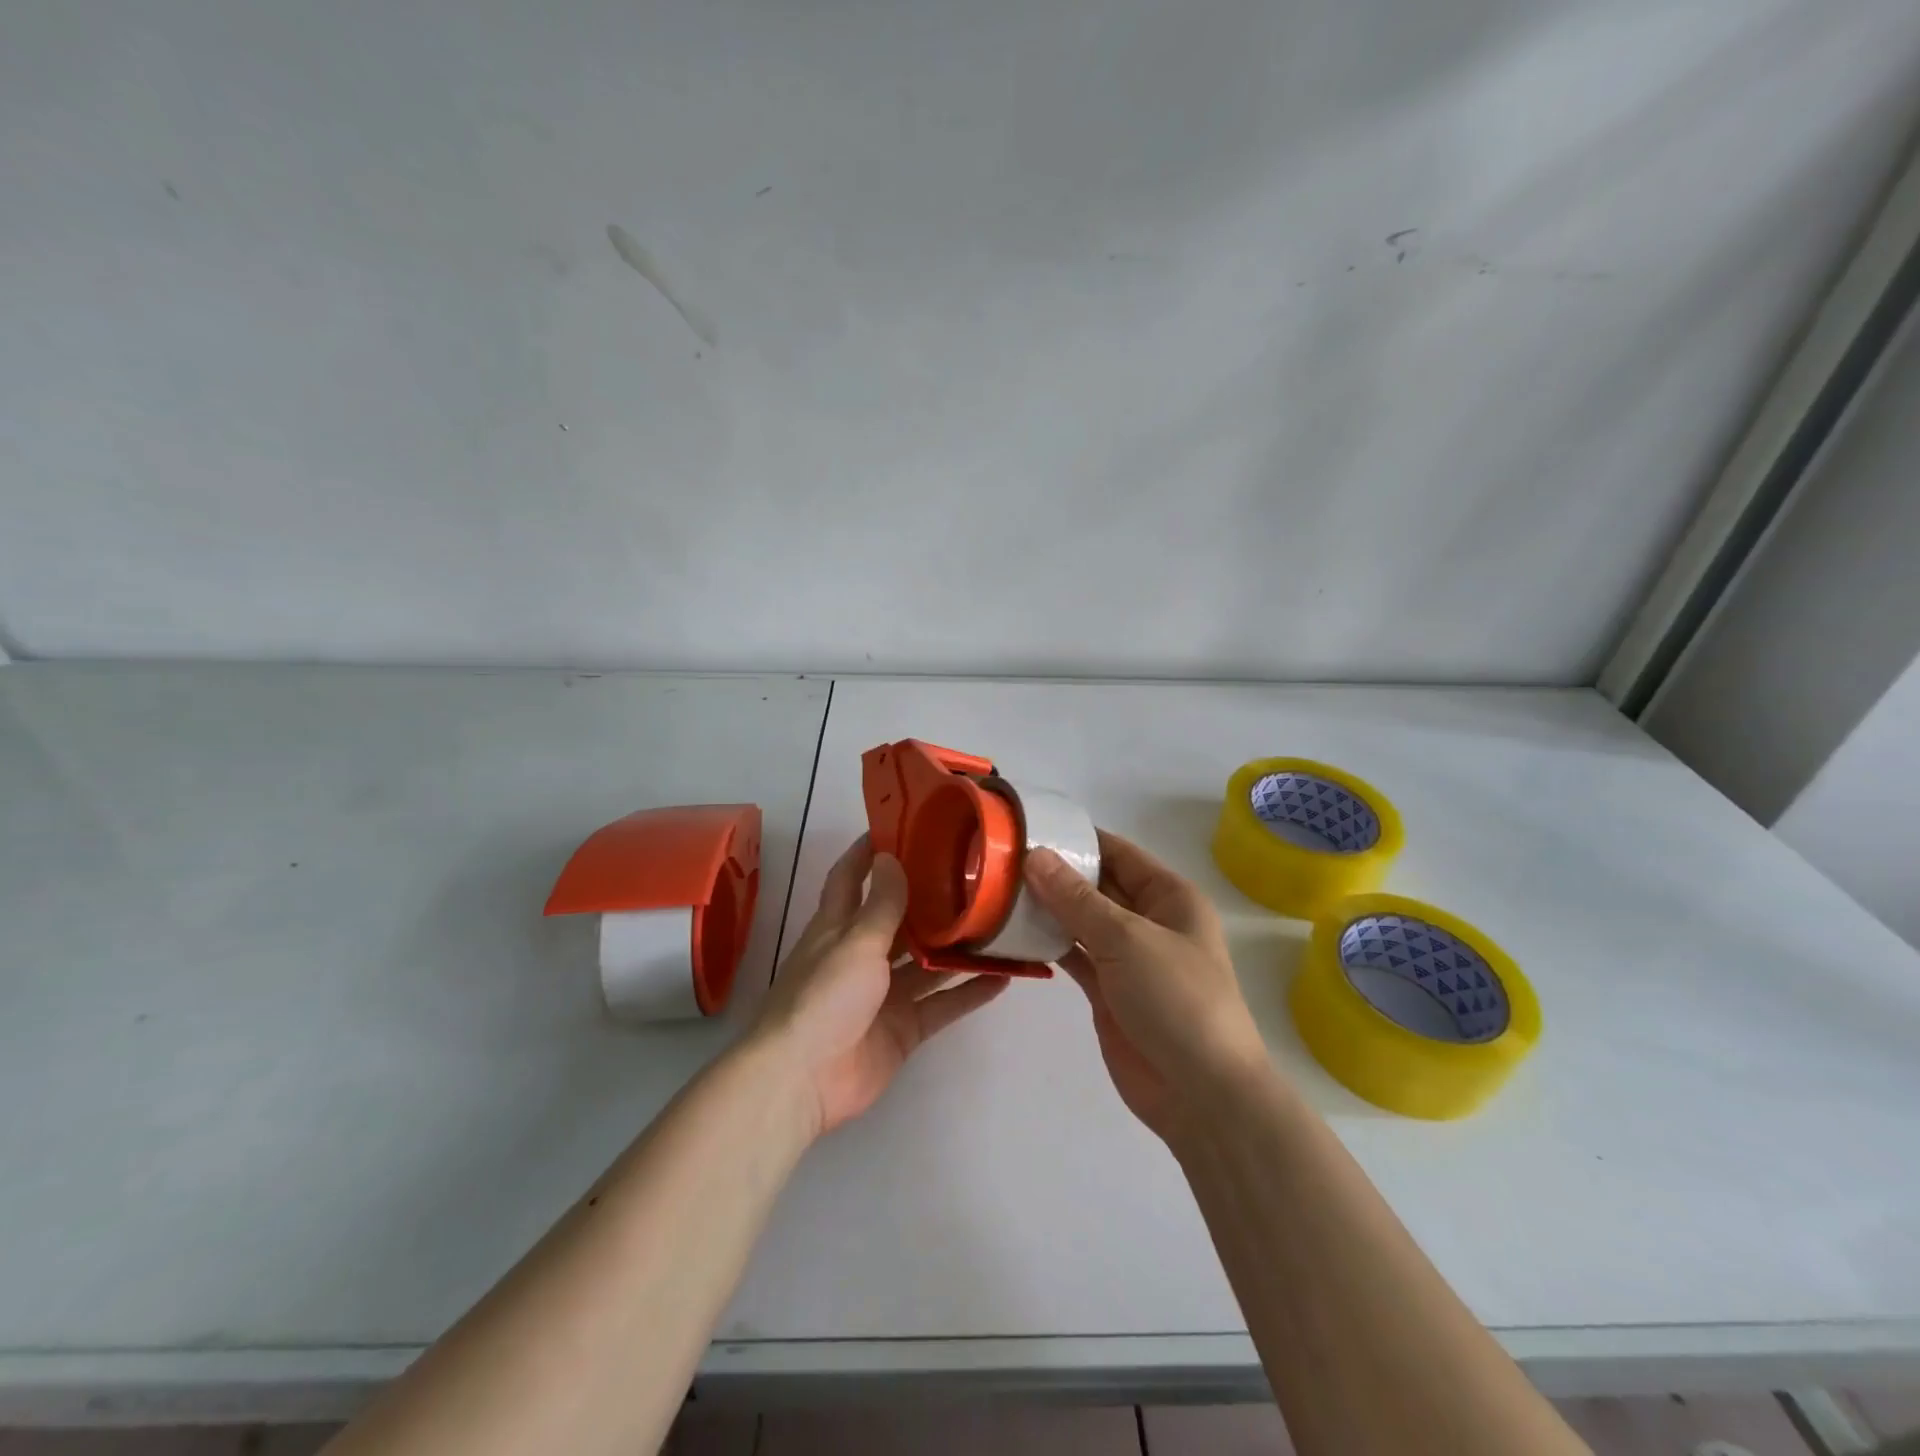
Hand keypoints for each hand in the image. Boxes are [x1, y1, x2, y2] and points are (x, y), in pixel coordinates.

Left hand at [753, 834, 1008, 1138]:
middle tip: (973, 872)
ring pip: (927, 963)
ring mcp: (884, 994)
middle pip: (899, 919)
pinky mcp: (904, 1027)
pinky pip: (942, 1004)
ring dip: (957, 947)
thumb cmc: (823, 997)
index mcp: (838, 926)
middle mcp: (861, 954)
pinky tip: (1004, 977)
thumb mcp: (855, 942)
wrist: (804, 1079)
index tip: (901, 825)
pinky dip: (969, 993)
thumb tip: (891, 857)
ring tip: (998, 921)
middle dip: (929, 898)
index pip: (851, 877)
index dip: (869, 851)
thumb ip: (881, 905)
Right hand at [1024, 830, 1268, 1141]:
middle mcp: (1148, 920)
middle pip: (1096, 884)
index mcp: (1169, 897)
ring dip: (1047, 908)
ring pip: (1081, 920)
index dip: (1077, 839)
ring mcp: (1127, 957)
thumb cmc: (1176, 1000)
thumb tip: (1035, 855)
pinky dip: (1047, 944)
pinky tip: (1012, 932)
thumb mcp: (1126, 939)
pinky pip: (1073, 955)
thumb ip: (1077, 899)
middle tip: (1000, 858)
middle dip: (1055, 872)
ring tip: (997, 889)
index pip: (1117, 852)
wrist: (1201, 1094)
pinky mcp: (1108, 989)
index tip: (1028, 827)